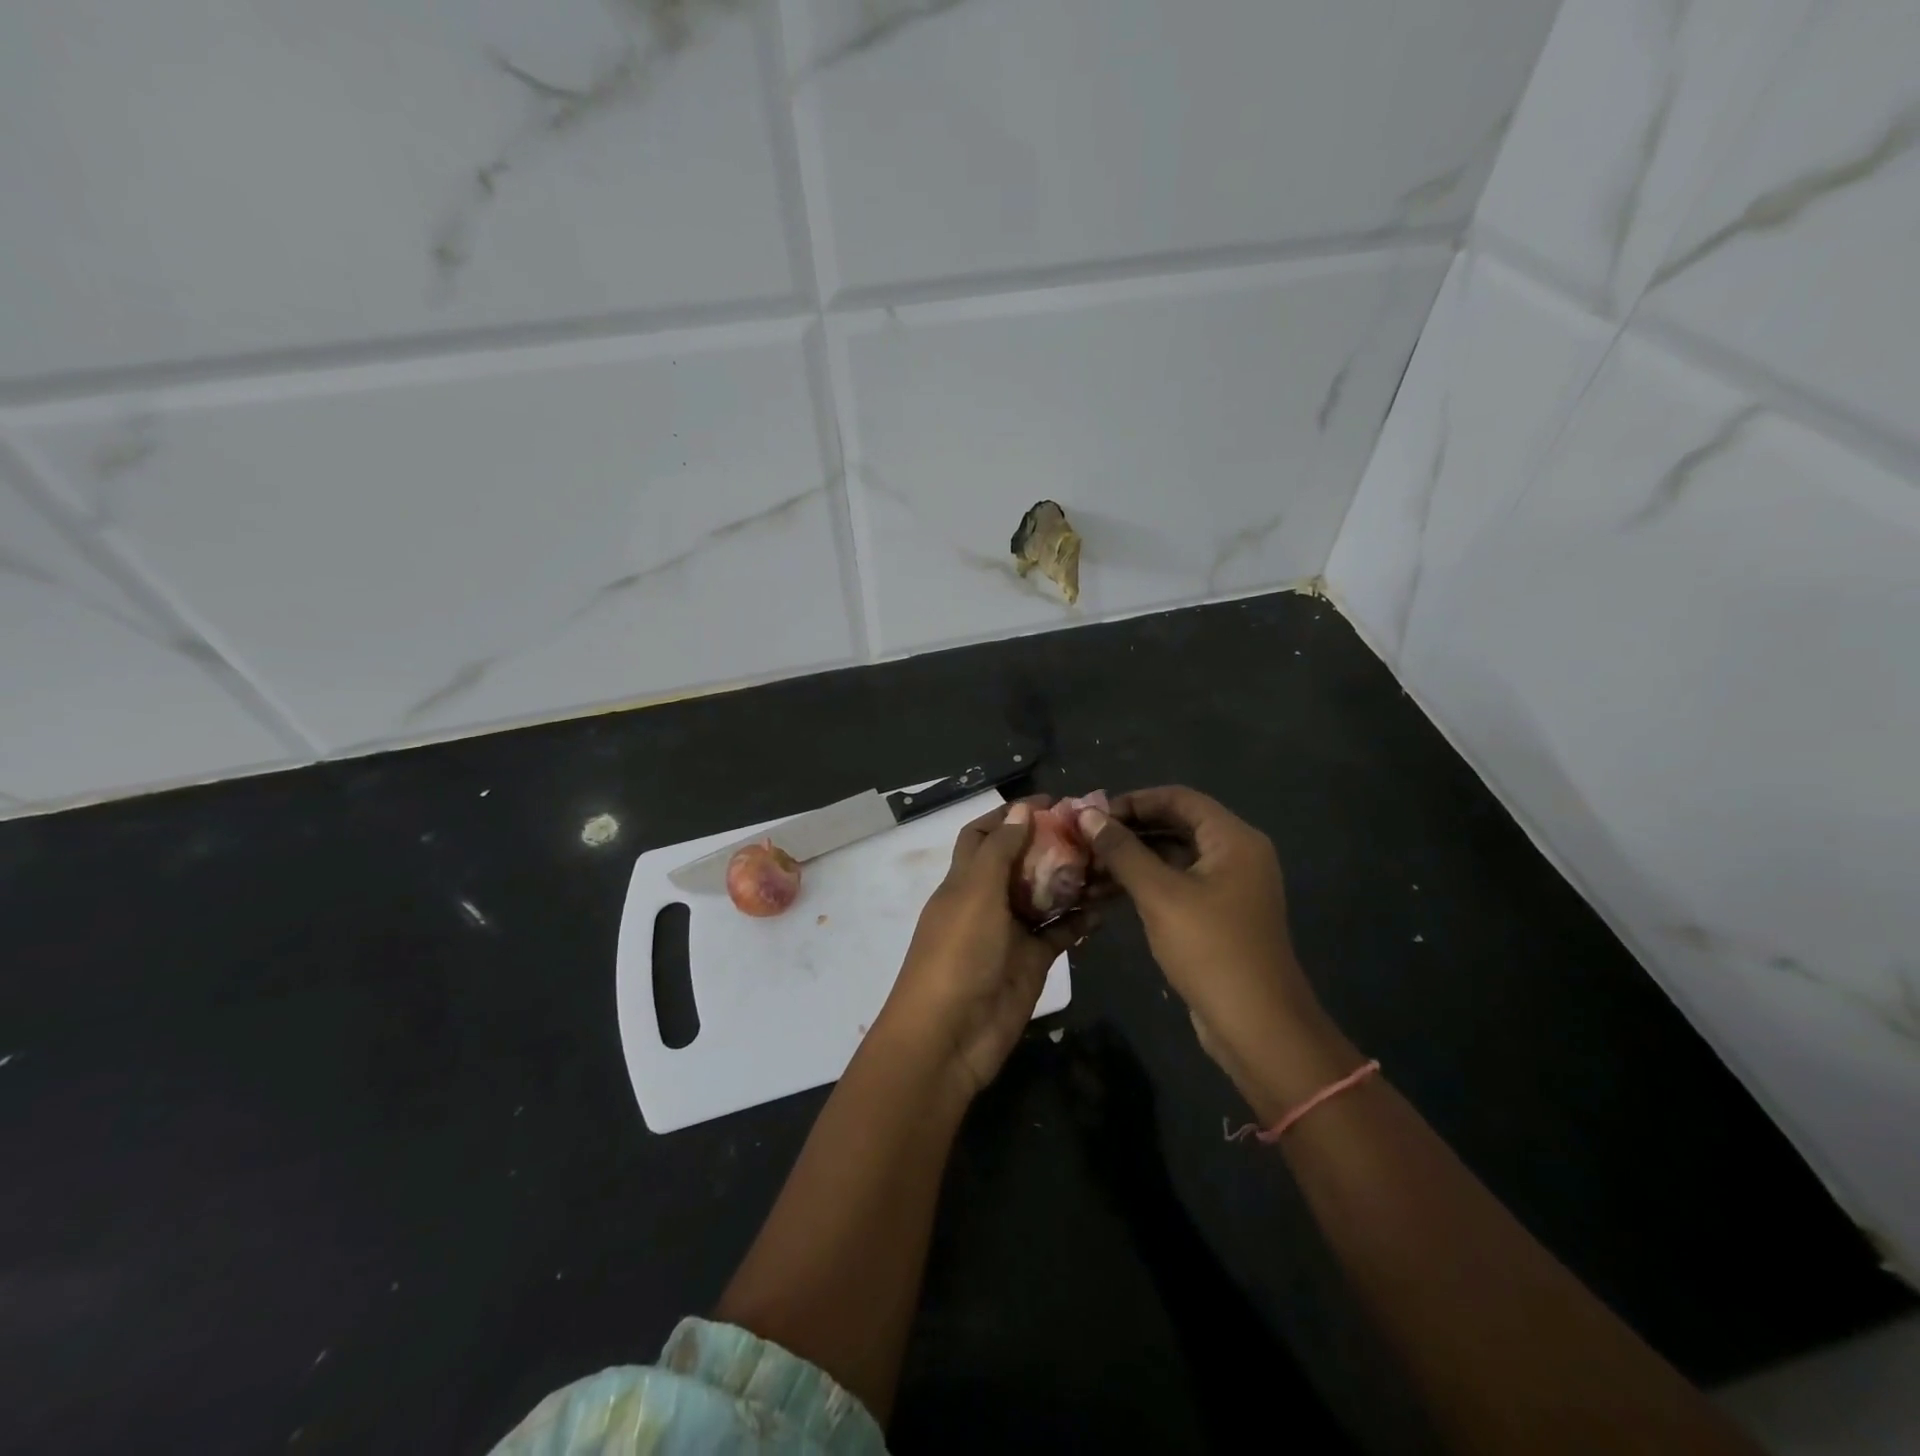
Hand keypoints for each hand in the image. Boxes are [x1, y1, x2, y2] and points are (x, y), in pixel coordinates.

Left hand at [878, 798, 1090, 1099]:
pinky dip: (1080, 919)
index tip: (1051, 801)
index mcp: (964, 880)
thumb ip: (998, 852)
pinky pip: (1060, 932)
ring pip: (1045, 895)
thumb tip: (1020, 810)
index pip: (985, 835)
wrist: (950, 1036)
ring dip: (1072, 879)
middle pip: (1021, 862)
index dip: (1011, 814)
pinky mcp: (1032, 961)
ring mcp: (1011, 932)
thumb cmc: (958, 955)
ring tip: (1109, 861)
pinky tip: (1107, 906)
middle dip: (1051, 844)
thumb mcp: (975, 894)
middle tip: (1093, 830)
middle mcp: (987, 900)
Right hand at [1078, 787, 1348, 1114]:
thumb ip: (1122, 851)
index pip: (1178, 798)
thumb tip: (1087, 815)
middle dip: (1128, 831)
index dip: (1133, 801)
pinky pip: (1176, 884)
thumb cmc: (1210, 949)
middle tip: (1083, 840)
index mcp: (1233, 839)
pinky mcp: (1217, 915)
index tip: (1092, 814)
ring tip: (1086, 867)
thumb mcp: (1160, 895)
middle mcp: (1235, 854)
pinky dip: (1144, 883)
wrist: (1256, 1026)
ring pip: (1172, 856)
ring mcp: (1228, 886)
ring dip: (1131, 859)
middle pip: (1174, 825)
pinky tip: (1106, 892)